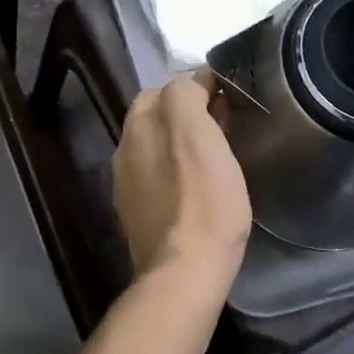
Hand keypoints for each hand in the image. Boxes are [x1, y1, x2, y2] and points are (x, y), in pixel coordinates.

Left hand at [112, 71, 251, 294]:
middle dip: (186, 114)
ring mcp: (127, 183)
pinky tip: (193, 187)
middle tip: (221, 127)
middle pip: (157, 115)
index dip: (199, 89)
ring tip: (210, 157)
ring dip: (178, 143)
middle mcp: (125, 147)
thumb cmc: (204, 200)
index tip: (228, 100)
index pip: (169, 88)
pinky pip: (156, 177)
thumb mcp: (200, 133)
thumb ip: (188, 95)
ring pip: (156, 146)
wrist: (184, 272)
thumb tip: (193, 82)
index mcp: (139, 124)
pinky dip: (173, 172)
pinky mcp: (135, 213)